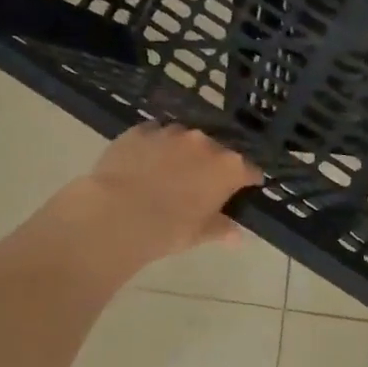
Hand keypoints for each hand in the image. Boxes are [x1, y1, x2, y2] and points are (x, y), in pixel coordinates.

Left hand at [56, 123, 260, 267]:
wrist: (117, 215)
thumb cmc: (169, 229)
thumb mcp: (200, 234)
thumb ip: (222, 229)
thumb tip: (237, 236)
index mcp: (228, 167)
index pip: (250, 170)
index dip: (248, 181)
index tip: (243, 190)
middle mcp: (205, 142)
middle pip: (218, 150)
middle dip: (213, 164)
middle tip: (201, 184)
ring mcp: (171, 132)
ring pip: (185, 139)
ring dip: (183, 151)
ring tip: (169, 171)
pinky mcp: (140, 130)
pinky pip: (154, 134)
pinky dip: (154, 146)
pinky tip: (144, 162)